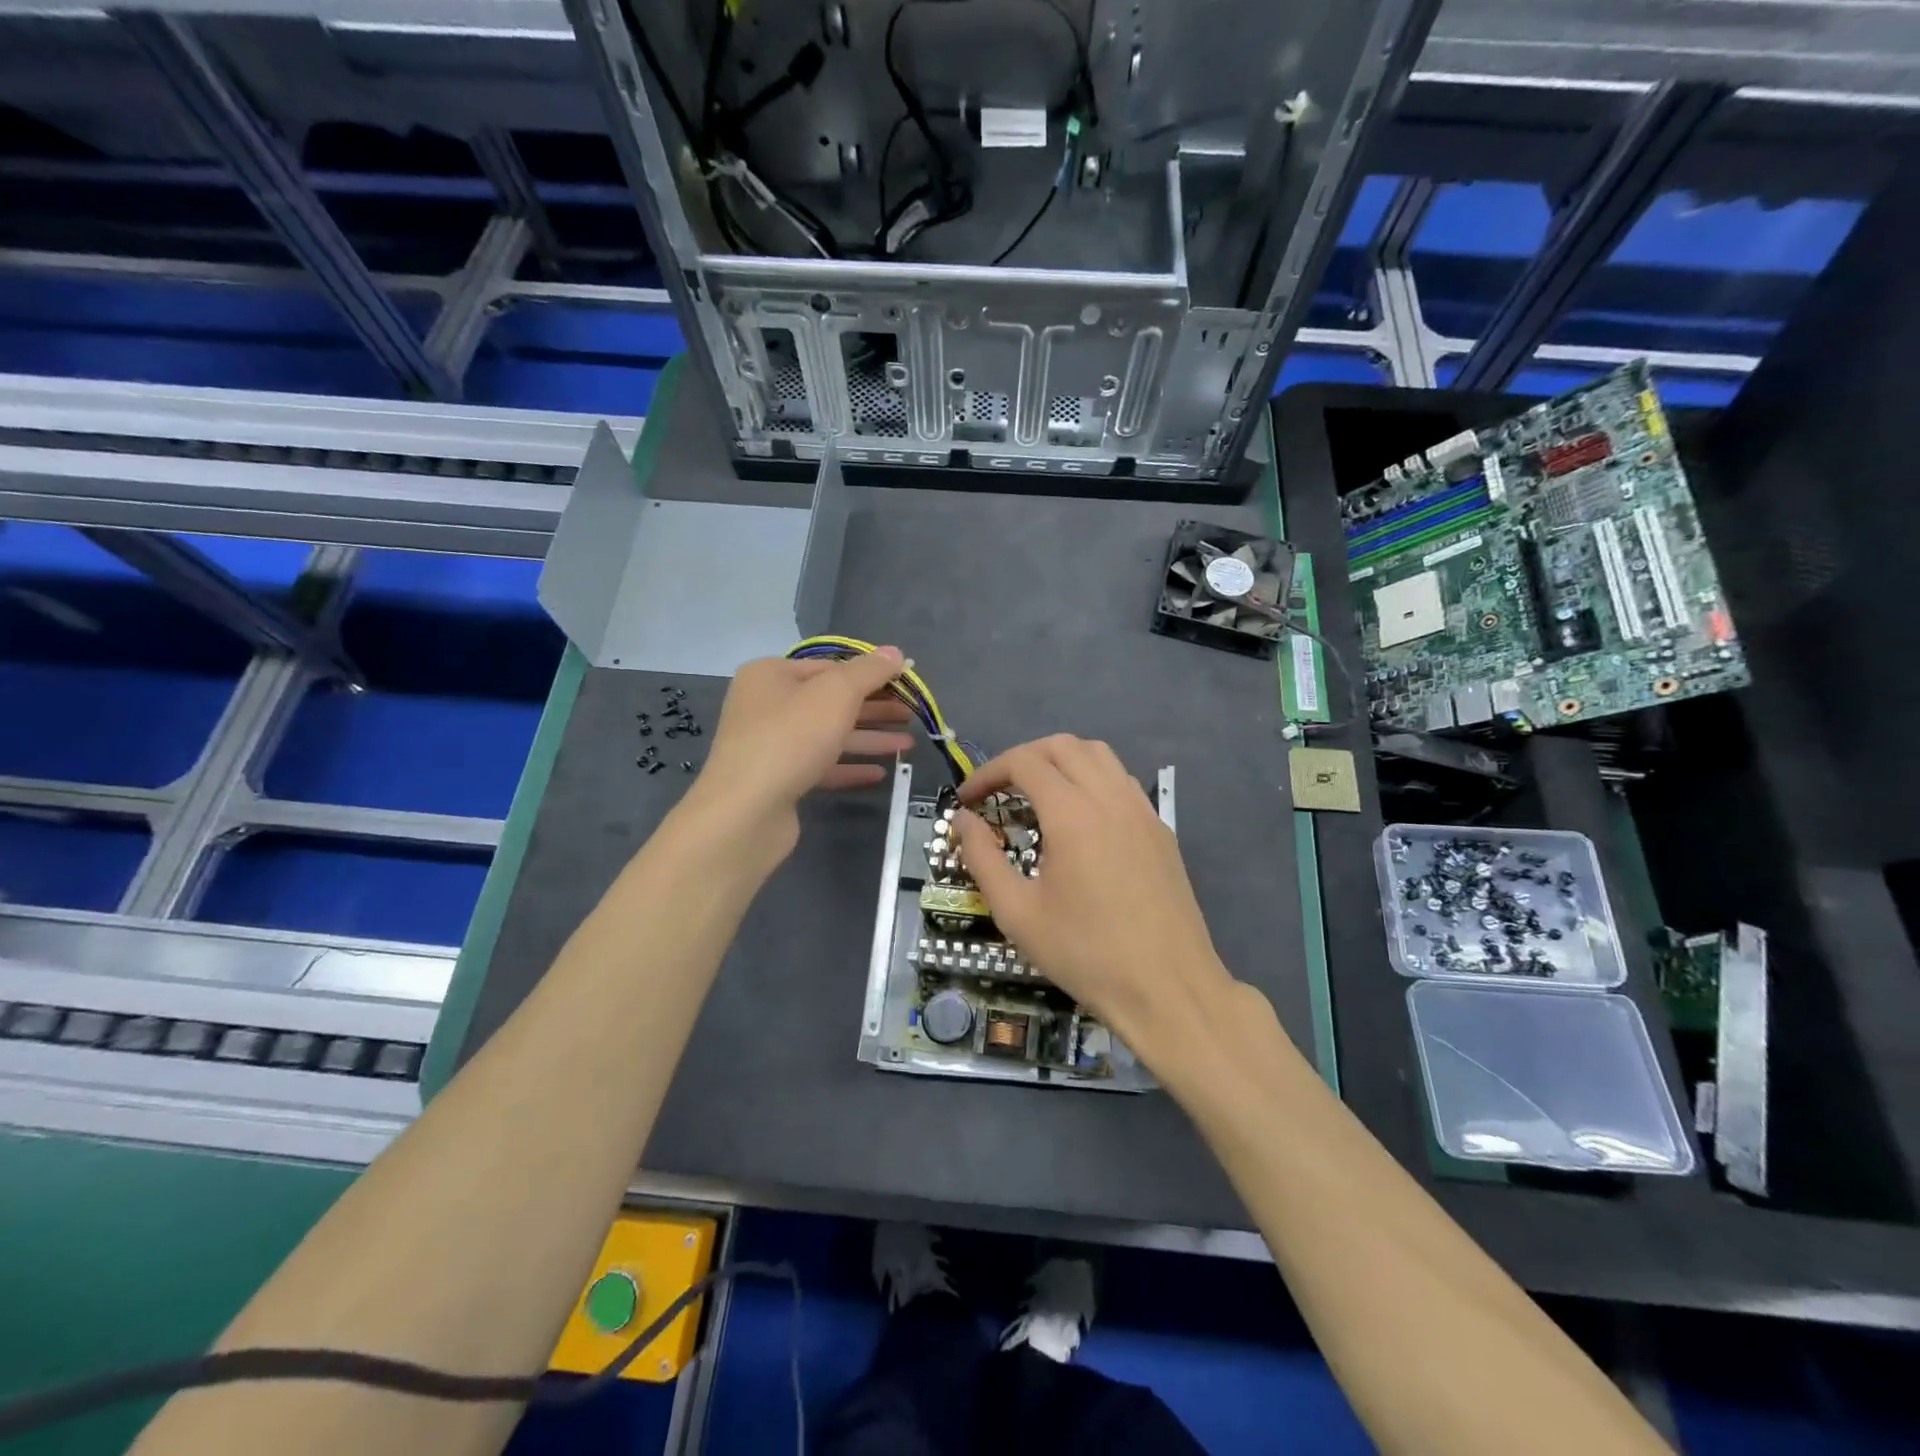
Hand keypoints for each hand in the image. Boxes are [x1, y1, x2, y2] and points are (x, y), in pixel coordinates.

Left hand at [687, 649, 915, 854]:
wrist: (745, 811)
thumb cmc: (791, 738)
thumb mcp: (836, 694)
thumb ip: (869, 672)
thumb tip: (896, 652)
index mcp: (771, 675)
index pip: (830, 667)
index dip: (870, 675)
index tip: (905, 686)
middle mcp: (766, 705)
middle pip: (830, 702)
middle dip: (874, 709)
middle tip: (912, 716)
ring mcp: (771, 745)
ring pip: (828, 735)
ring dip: (869, 739)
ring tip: (908, 745)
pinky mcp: (778, 780)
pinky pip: (821, 766)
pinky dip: (849, 767)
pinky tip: (880, 773)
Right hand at [954, 735, 1239, 1057]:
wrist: (1168, 988)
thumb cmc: (1085, 953)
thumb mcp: (1017, 912)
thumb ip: (982, 858)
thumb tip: (962, 819)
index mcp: (1073, 813)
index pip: (1024, 762)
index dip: (988, 773)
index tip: (966, 800)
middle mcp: (1110, 797)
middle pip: (1062, 746)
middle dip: (1022, 758)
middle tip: (997, 791)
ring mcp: (1142, 810)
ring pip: (1098, 755)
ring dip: (1060, 761)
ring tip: (1036, 794)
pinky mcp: (1160, 829)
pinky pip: (1121, 781)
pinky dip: (1092, 779)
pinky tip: (1080, 817)